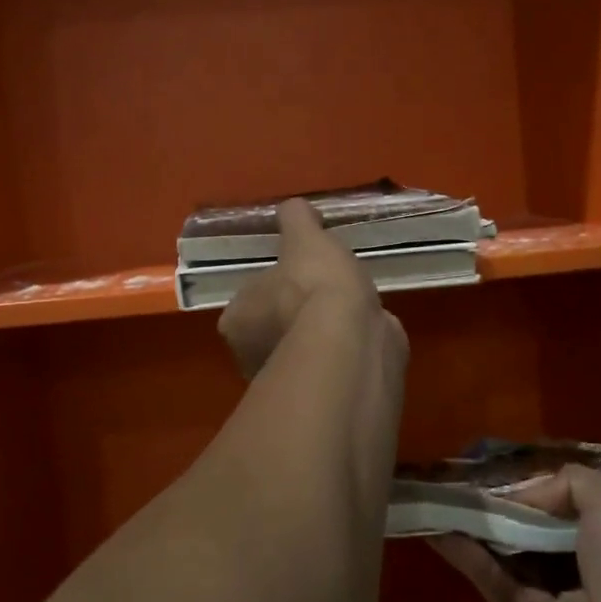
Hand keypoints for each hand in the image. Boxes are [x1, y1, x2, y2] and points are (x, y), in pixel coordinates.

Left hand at [217, 200, 403, 379]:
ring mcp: (287, 380)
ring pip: (302, 349)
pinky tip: (364, 334)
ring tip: (351, 312)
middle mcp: (251, 356)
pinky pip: (330, 364)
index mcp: (236, 322)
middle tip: (327, 293)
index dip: (274, 285)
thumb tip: (293, 208)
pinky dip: (344, 350)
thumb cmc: (314, 287)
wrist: (350, 342)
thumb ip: (297, 220)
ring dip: (321, 334)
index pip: (249, 300)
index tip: (298, 274)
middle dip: (296, 313)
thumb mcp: (304, 238)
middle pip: (273, 326)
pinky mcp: (321, 394)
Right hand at [432, 464, 600, 601]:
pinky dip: (465, 555)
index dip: (528, 486)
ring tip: (436, 498)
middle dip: (495, 505)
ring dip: (473, 527)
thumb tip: (520, 495)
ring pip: (504, 552)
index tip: (491, 469)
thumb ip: (567, 480)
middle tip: (454, 480)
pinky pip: (491, 580)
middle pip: (528, 526)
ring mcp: (551, 596)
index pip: (562, 502)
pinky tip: (437, 530)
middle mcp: (580, 563)